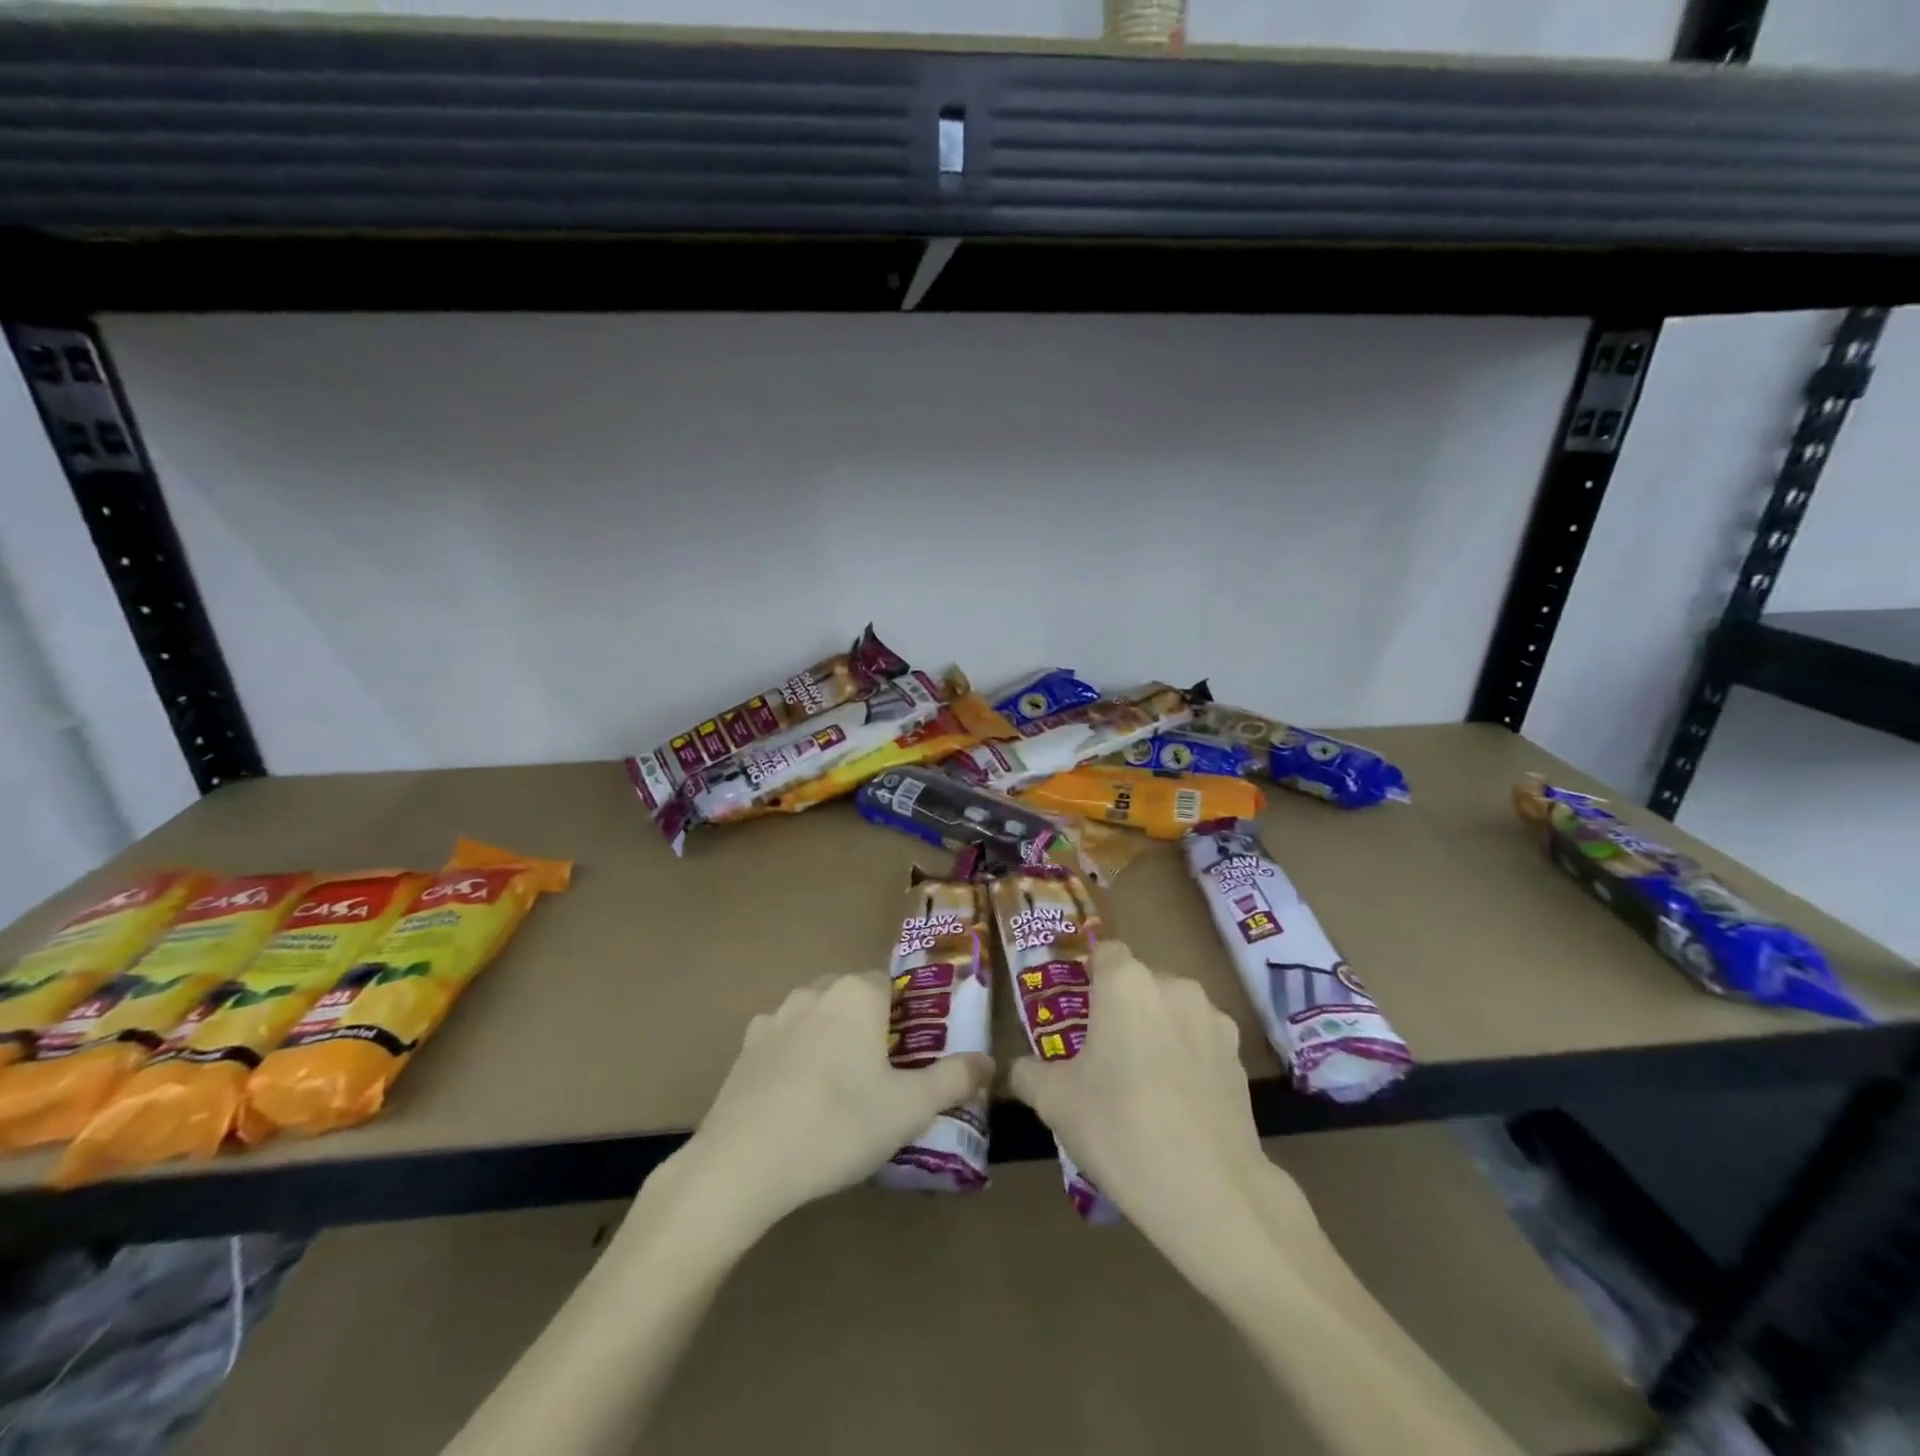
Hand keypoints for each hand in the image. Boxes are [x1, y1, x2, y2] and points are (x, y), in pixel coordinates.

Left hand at [683, 972, 994, 1233]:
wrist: (743, 1164)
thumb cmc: (839, 1125)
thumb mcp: (909, 1109)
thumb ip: (954, 1079)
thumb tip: (988, 1062)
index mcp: (857, 995)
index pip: (891, 985)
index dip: (905, 1016)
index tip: (911, 1055)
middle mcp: (815, 992)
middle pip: (853, 997)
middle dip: (869, 1025)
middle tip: (881, 1074)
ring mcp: (775, 1017)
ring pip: (816, 1015)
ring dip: (830, 1037)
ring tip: (839, 1088)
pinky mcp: (745, 1048)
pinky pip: (783, 1040)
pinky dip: (795, 1056)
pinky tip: (797, 1097)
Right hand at [1010, 942, 1315, 1287]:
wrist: (1210, 1191)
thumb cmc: (1119, 1128)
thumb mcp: (1055, 1103)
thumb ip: (1029, 1073)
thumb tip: (1020, 1069)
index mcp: (1125, 983)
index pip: (1105, 952)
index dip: (1090, 976)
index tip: (1079, 1012)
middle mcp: (1173, 986)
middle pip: (1140, 981)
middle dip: (1123, 1007)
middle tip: (1105, 1052)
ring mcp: (1213, 1020)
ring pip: (1173, 1010)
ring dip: (1158, 1029)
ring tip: (1145, 1080)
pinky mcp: (1239, 1056)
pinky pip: (1201, 1041)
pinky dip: (1188, 1057)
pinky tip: (1179, 1102)